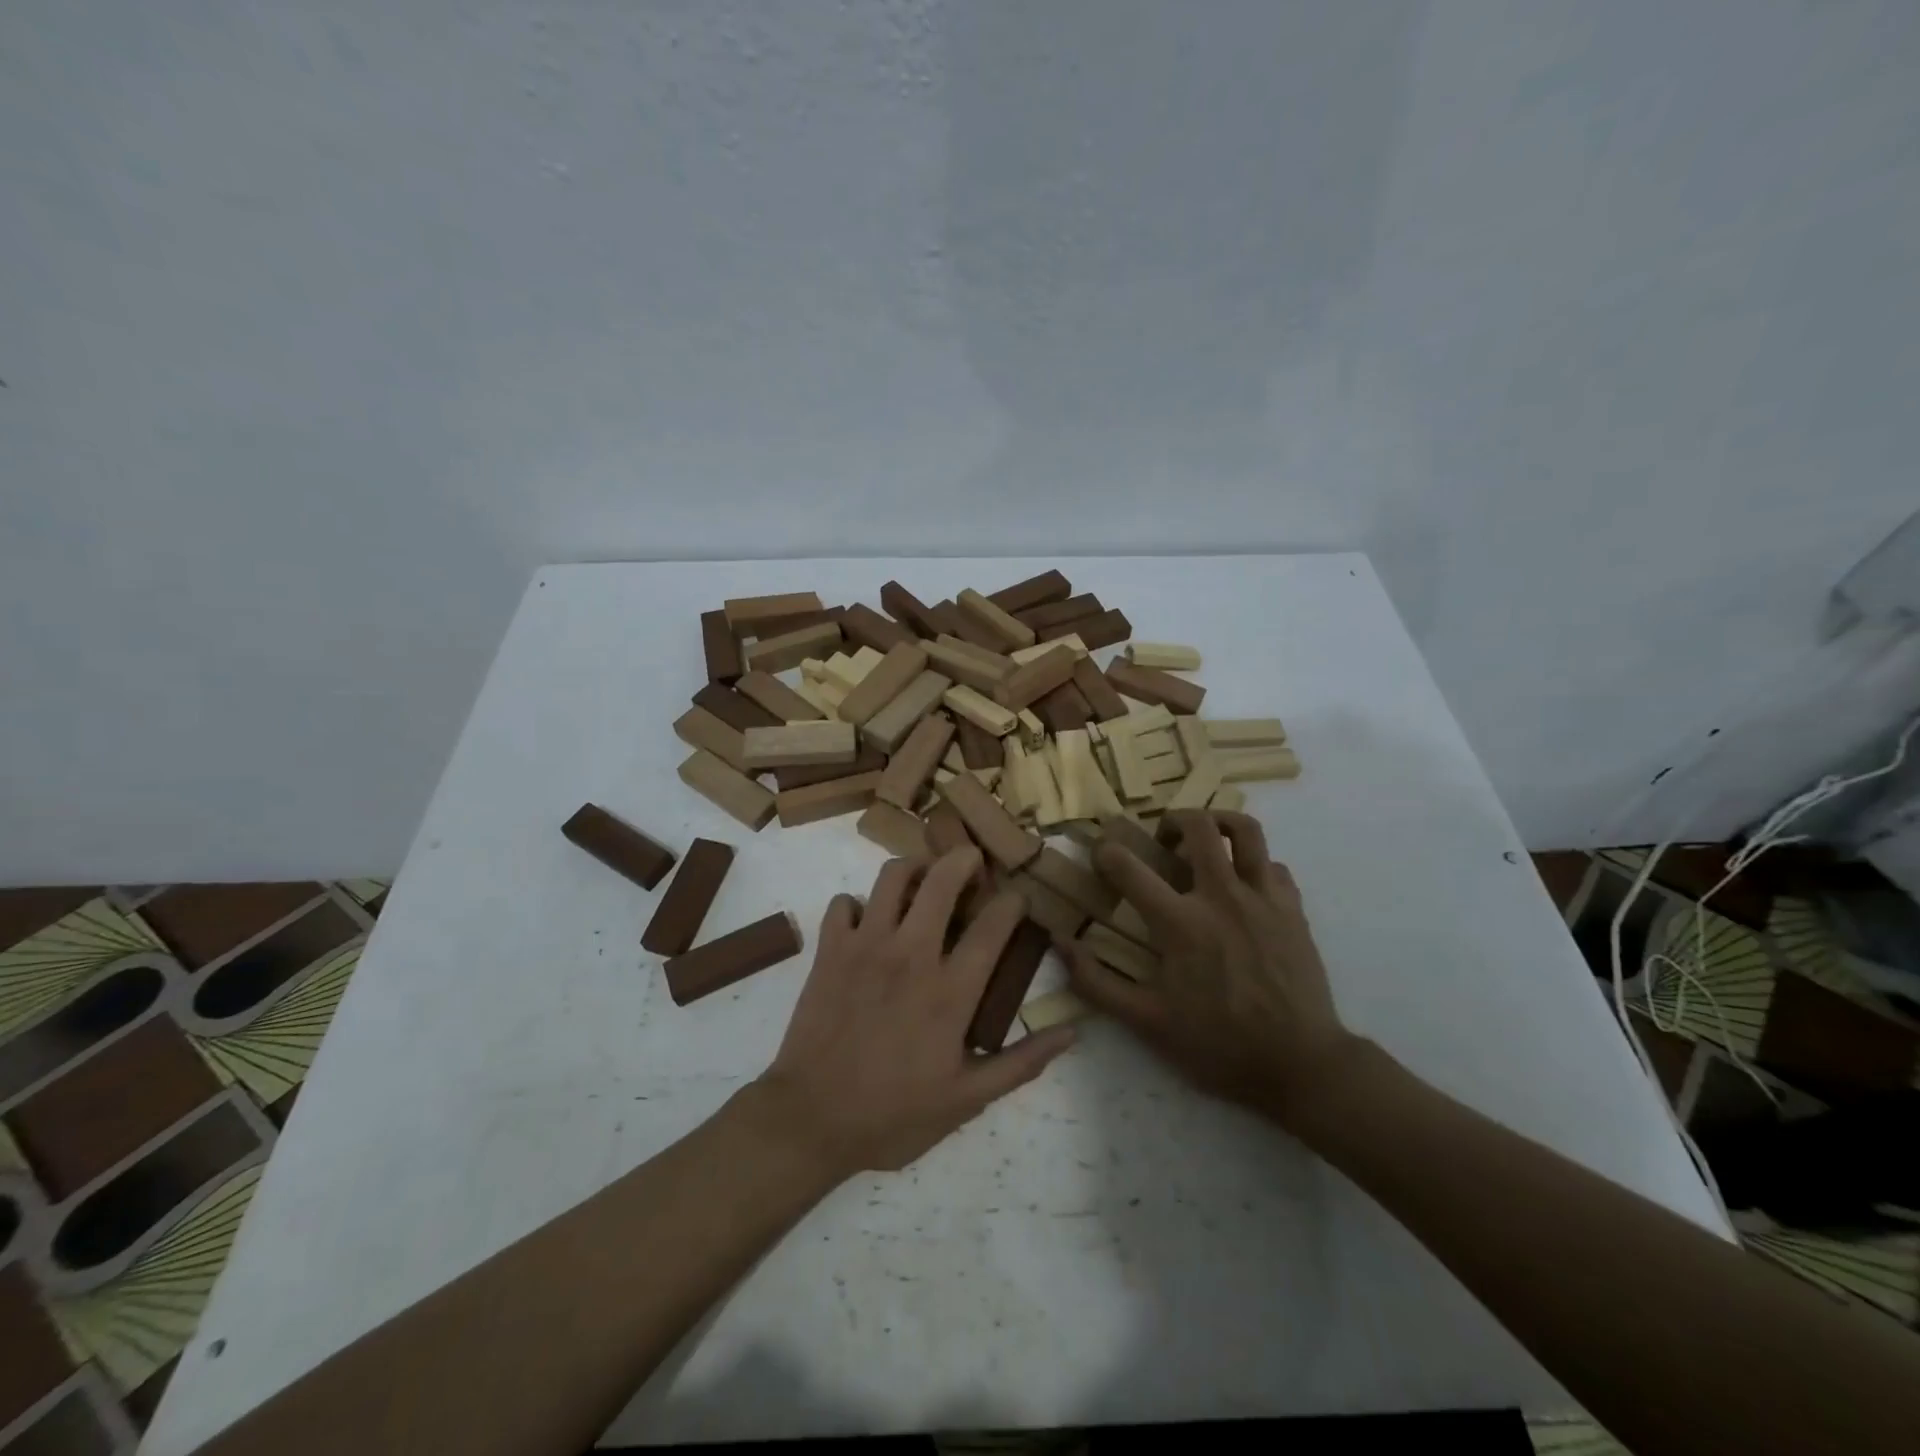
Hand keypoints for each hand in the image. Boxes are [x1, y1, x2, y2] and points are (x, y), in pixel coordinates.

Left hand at [754, 847, 1075, 1178]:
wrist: (809, 1120)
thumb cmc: (893, 1114)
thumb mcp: (967, 1100)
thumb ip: (1021, 1063)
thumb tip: (1072, 1032)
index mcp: (950, 990)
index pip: (993, 925)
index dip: (1013, 901)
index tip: (1018, 898)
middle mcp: (910, 953)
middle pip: (942, 879)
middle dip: (964, 858)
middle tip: (973, 862)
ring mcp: (865, 945)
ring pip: (891, 876)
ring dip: (914, 868)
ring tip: (923, 880)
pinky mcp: (829, 949)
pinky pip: (843, 902)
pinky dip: (857, 904)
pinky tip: (867, 923)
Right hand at [1060, 810, 1357, 1127]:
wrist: (1302, 1065)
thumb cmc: (1218, 1045)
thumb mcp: (1147, 1022)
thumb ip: (1096, 981)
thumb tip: (1060, 942)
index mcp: (1180, 923)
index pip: (1129, 867)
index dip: (1105, 852)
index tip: (1100, 853)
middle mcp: (1221, 896)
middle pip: (1198, 826)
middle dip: (1172, 820)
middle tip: (1162, 840)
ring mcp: (1263, 898)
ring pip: (1245, 830)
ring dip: (1219, 823)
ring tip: (1206, 840)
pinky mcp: (1293, 909)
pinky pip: (1272, 865)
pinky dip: (1253, 864)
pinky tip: (1243, 887)